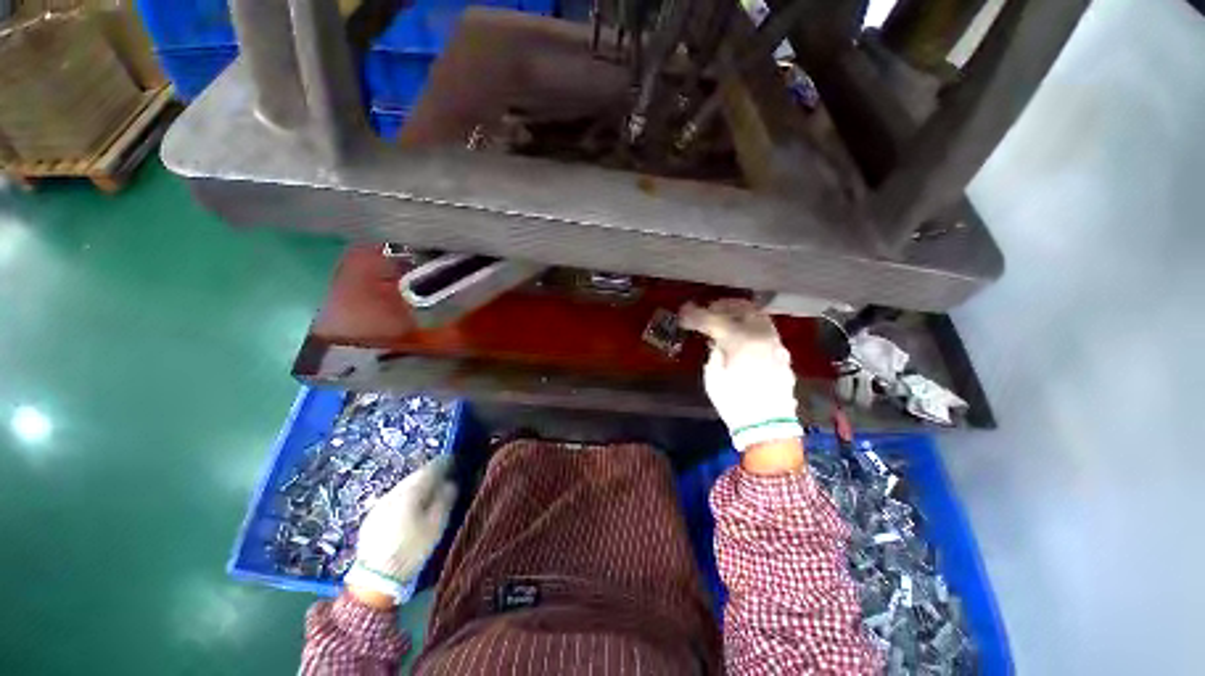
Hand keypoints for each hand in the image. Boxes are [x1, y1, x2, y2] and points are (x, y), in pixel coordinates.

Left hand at [344, 456, 456, 605]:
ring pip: (404, 487)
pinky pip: (394, 499)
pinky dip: (406, 497)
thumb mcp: (436, 525)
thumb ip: (445, 499)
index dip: (446, 462)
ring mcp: (380, 504)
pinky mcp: (372, 517)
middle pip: (416, 476)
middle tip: (446, 476)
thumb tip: (451, 482)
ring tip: (431, 491)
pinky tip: (411, 508)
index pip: (431, 468)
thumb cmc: (411, 550)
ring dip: (418, 486)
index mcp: (411, 491)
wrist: (374, 579)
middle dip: (432, 473)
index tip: (457, 461)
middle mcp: (394, 492)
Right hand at [680, 299, 803, 451]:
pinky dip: (752, 327)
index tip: (684, 313)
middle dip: (724, 305)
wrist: (768, 428)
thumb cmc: (736, 404)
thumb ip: (714, 353)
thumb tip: (717, 342)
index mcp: (742, 342)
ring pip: (759, 317)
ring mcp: (776, 344)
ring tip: (727, 319)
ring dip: (741, 313)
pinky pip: (766, 331)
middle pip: (743, 308)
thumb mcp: (714, 378)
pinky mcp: (783, 355)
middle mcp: (763, 336)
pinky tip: (743, 336)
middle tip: (709, 309)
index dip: (697, 315)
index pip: (715, 320)